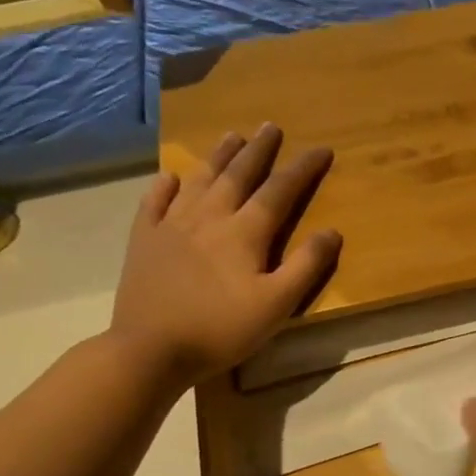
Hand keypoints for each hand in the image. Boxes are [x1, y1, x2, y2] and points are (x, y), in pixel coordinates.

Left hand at [110, 125, 339, 389]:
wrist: (149, 349)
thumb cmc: (221, 329)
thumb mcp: (277, 305)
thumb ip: (306, 266)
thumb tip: (332, 231)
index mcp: (244, 233)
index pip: (280, 191)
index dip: (302, 168)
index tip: (321, 149)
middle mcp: (209, 218)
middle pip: (238, 175)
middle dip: (258, 150)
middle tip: (271, 126)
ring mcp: (171, 226)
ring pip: (199, 180)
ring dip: (218, 156)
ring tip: (231, 136)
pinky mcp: (144, 241)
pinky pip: (154, 203)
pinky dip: (165, 187)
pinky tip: (171, 177)